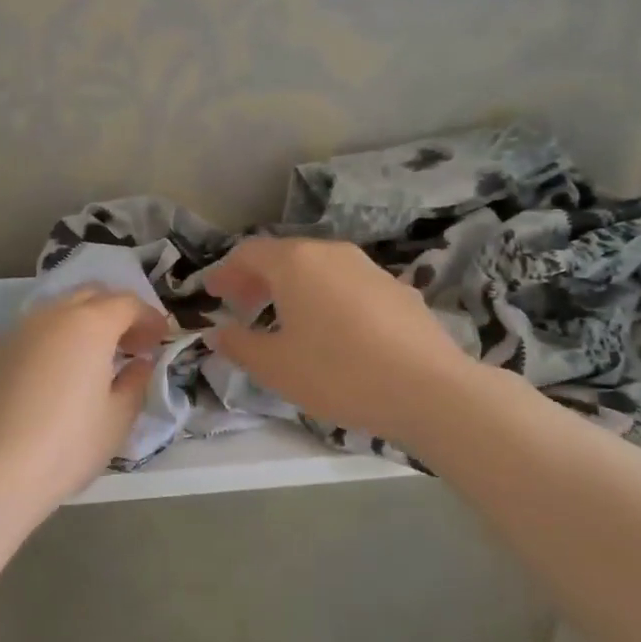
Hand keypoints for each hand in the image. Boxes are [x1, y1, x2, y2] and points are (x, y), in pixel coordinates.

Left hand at [0, 288, 166, 529]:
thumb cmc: (64, 448)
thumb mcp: (116, 421)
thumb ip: (134, 383)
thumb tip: (138, 363)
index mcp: (88, 325)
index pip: (126, 303)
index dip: (149, 317)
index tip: (160, 339)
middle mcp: (47, 317)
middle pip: (88, 296)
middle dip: (113, 312)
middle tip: (128, 345)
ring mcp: (10, 334)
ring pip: (52, 315)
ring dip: (77, 328)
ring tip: (87, 364)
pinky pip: (23, 341)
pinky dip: (44, 349)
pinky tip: (44, 385)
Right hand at [205, 237, 491, 452]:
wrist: (428, 388)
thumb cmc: (338, 373)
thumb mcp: (276, 367)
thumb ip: (239, 345)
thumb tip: (218, 333)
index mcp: (296, 262)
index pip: (249, 253)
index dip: (225, 272)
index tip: (212, 294)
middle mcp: (332, 253)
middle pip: (284, 256)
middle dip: (257, 280)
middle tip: (241, 307)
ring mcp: (369, 268)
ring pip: (318, 269)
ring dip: (292, 288)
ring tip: (284, 321)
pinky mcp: (397, 289)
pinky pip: (346, 284)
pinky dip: (325, 298)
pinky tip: (331, 332)